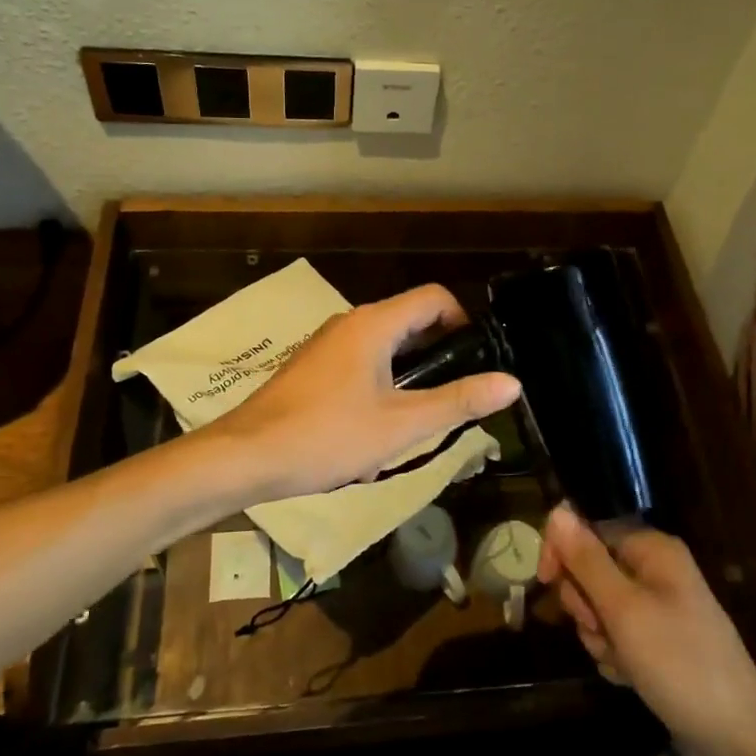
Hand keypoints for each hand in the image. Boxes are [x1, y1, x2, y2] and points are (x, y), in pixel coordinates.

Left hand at [209, 284, 520, 499]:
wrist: (244, 457)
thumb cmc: (326, 436)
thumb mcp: (401, 426)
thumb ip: (457, 402)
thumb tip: (511, 382)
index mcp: (374, 324)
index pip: (434, 298)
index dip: (463, 321)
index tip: (475, 361)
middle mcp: (350, 323)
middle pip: (411, 323)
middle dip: (437, 360)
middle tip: (450, 403)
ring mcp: (327, 345)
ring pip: (385, 350)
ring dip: (407, 381)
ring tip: (412, 428)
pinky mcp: (312, 369)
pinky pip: (360, 367)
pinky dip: (378, 390)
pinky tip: (372, 435)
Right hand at [540, 507, 755, 755]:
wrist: (739, 738)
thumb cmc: (679, 663)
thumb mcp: (624, 610)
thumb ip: (586, 560)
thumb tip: (557, 511)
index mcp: (651, 549)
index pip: (588, 529)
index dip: (562, 552)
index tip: (546, 582)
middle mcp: (654, 569)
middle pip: (590, 569)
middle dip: (585, 605)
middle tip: (602, 630)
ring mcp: (657, 606)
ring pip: (599, 607)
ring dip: (599, 636)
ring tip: (622, 661)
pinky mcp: (657, 640)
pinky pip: (616, 635)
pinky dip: (615, 655)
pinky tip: (631, 676)